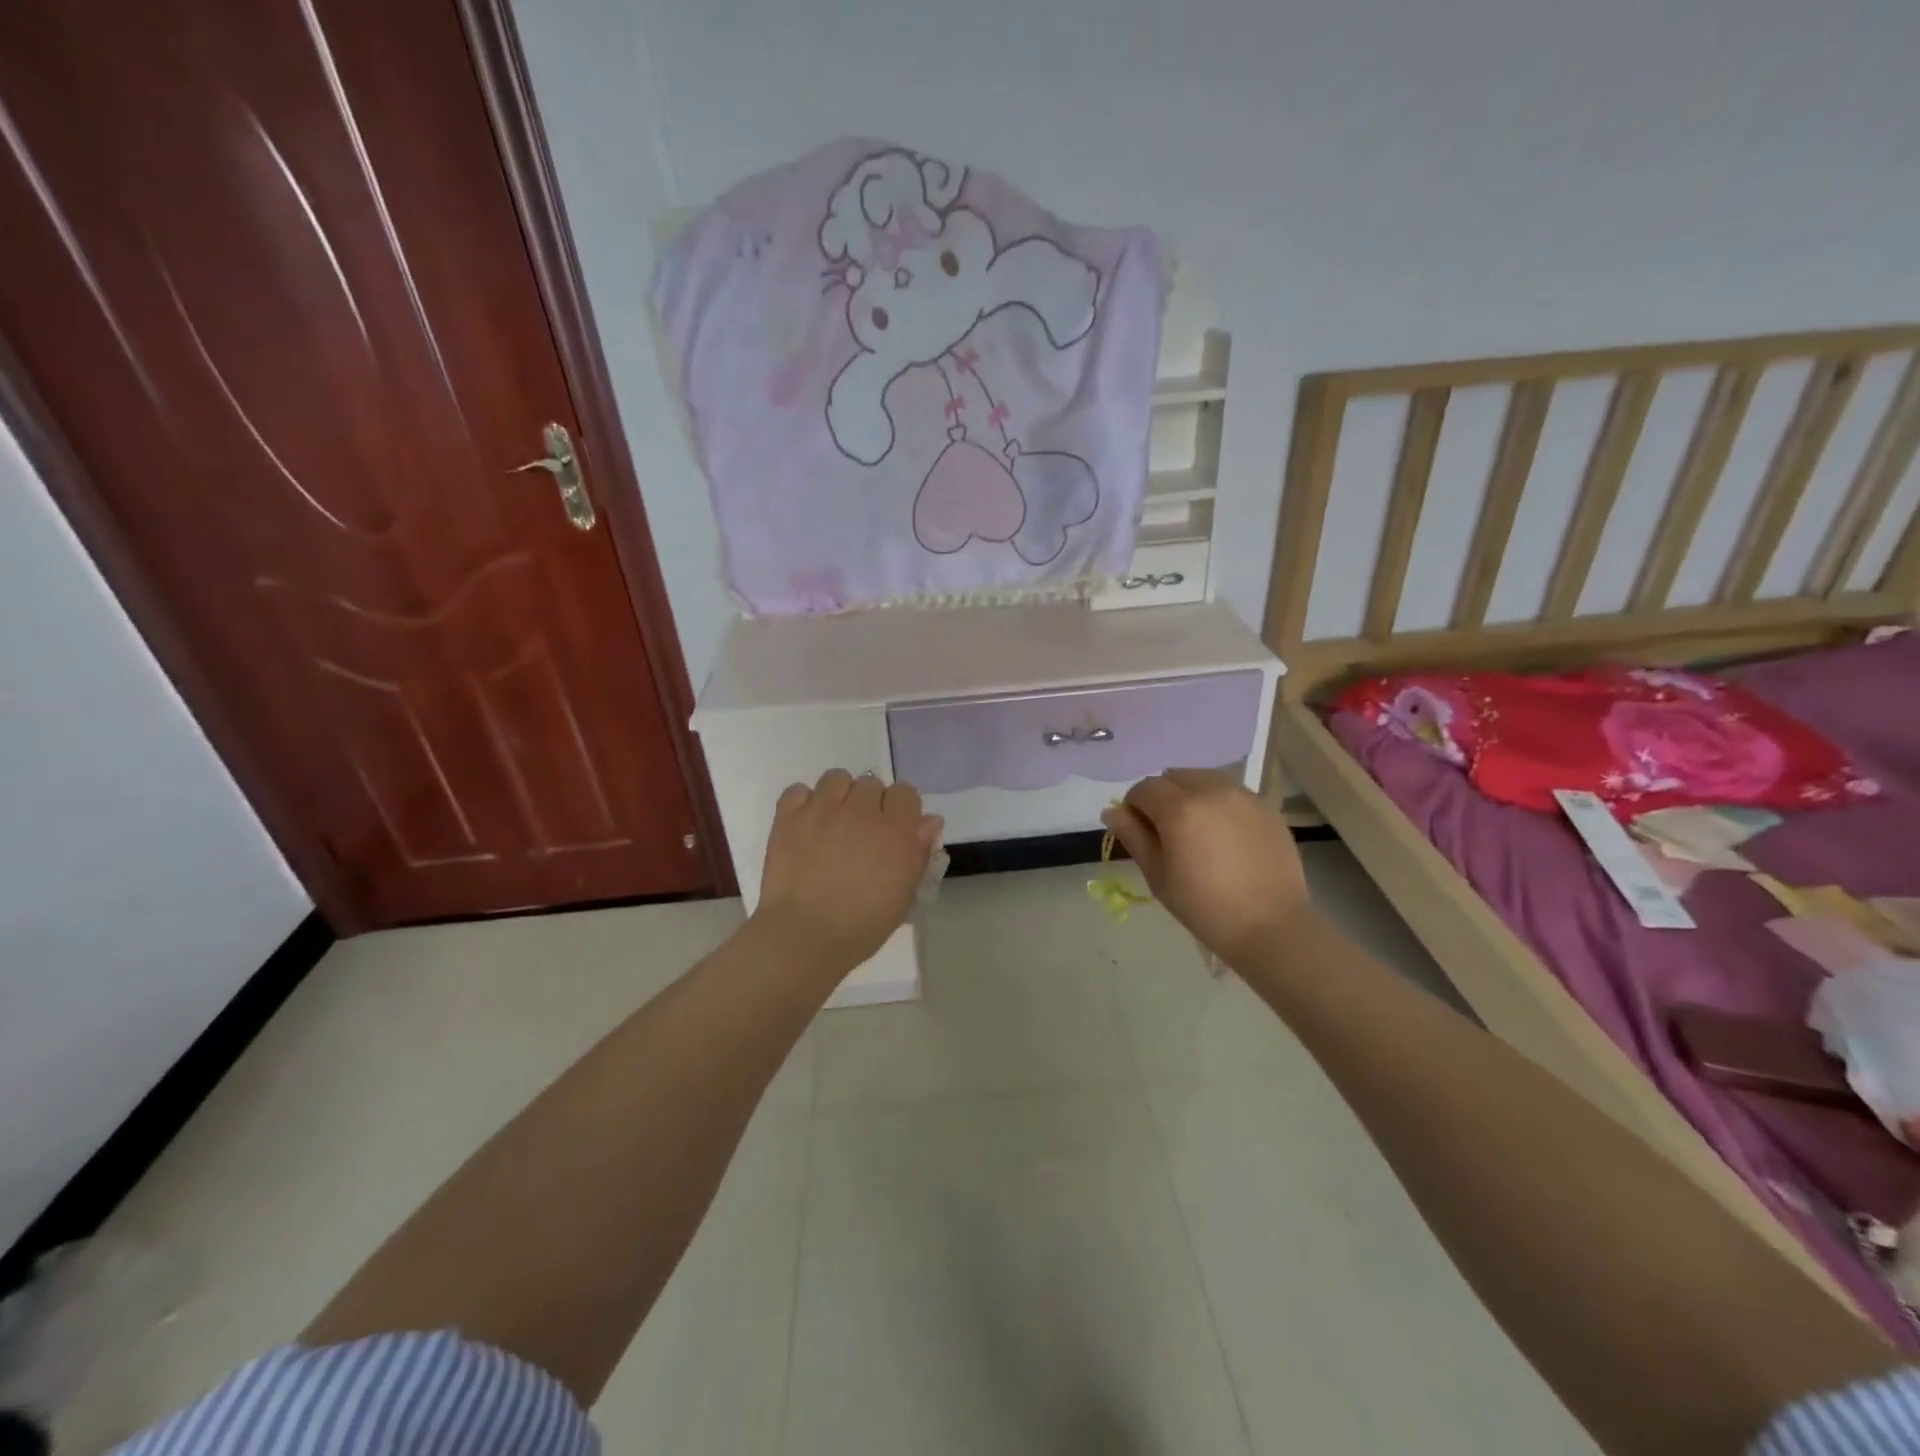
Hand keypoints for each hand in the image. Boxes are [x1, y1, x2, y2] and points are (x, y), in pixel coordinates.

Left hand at [755, 770, 942, 973]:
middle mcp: (861, 810)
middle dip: (870, 804)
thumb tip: (930, 821)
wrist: (805, 936)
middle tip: (861, 834)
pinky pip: (798, 790)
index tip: (893, 831)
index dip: (901, 810)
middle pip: (871, 784)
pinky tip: (805, 825)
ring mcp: (822, 809)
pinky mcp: (789, 817)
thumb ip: (919, 853)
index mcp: (895, 830)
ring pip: (837, 778)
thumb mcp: (904, 896)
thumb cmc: (862, 925)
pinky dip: (803, 803)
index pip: (906, 793)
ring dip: (839, 795)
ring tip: (833, 822)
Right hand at [1101, 769, 1310, 965]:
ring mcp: (1243, 796)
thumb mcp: (1158, 875)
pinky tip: (1224, 835)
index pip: (1144, 788)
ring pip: (1204, 779)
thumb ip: (1133, 836)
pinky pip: (1231, 792)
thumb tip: (1113, 811)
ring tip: (1197, 830)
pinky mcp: (1266, 806)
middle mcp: (1211, 790)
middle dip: (1163, 796)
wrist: (1270, 926)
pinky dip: (1218, 803)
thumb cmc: (1204, 906)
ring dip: (1191, 794)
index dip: (1134, 806)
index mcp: (1179, 808)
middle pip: (1174, 776)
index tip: (1139, 831)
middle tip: (1167, 831)